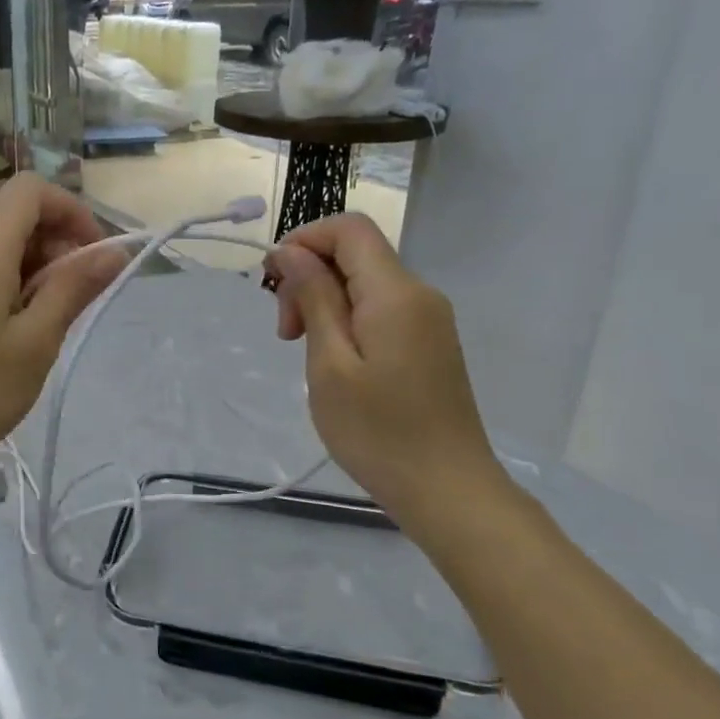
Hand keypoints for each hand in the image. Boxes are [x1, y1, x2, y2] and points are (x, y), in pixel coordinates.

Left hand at [0, 174, 126, 479]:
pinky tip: (23, 338)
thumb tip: (112, 252)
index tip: (95, 256)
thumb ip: (74, 289)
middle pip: (17, 219)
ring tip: (53, 326)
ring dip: (40, 273)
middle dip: (60, 244)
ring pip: (4, 251)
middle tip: (79, 300)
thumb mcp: (36, 342)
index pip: (30, 190)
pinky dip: (17, 291)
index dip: (71, 210)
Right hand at [266, 213, 505, 530]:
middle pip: (355, 254)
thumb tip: (292, 252)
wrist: (448, 490)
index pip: (349, 228)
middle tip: (284, 333)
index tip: (272, 283)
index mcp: (395, 293)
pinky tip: (333, 362)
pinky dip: (346, 321)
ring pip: (365, 283)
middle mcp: (419, 294)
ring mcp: (428, 320)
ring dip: (324, 302)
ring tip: (303, 352)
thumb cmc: (378, 432)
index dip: (303, 240)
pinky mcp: (428, 344)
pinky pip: (380, 310)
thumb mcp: (330, 364)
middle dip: (309, 277)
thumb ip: (314, 298)